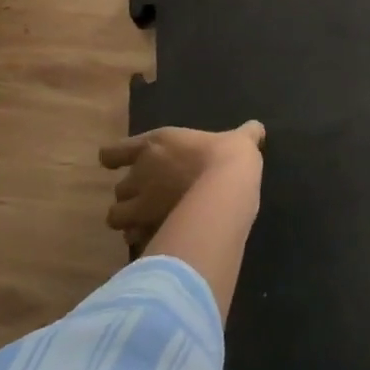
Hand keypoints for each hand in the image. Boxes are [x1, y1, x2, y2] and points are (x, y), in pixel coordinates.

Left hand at [100, 122, 264, 251]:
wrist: (226, 191)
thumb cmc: (228, 157)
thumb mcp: (240, 140)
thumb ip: (245, 134)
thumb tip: (257, 128)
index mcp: (154, 145)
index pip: (112, 153)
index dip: (116, 160)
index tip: (123, 165)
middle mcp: (139, 174)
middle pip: (118, 189)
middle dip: (132, 196)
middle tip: (153, 198)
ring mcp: (140, 206)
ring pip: (116, 218)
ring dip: (130, 221)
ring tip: (150, 223)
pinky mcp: (147, 232)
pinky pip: (135, 241)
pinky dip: (144, 242)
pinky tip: (162, 241)